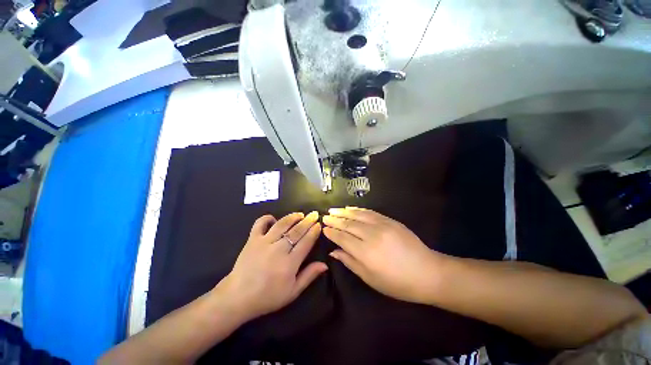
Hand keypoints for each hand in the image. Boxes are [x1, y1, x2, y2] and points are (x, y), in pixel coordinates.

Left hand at [216, 212, 327, 321]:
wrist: (238, 297)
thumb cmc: (268, 297)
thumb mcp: (292, 292)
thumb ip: (309, 276)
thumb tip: (325, 264)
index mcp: (290, 263)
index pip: (306, 242)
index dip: (314, 232)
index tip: (319, 224)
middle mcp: (278, 249)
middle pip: (296, 231)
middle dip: (307, 221)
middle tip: (314, 214)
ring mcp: (264, 242)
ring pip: (282, 224)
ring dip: (292, 217)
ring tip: (300, 214)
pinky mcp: (252, 239)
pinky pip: (260, 223)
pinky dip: (267, 218)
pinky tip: (274, 219)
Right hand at [323, 207, 442, 303]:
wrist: (428, 272)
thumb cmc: (397, 283)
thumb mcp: (370, 279)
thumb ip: (350, 262)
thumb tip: (334, 251)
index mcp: (366, 253)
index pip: (342, 238)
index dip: (332, 233)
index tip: (323, 228)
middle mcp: (371, 235)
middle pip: (348, 224)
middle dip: (334, 220)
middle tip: (324, 216)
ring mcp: (382, 225)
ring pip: (357, 215)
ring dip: (343, 212)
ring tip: (333, 210)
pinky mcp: (390, 220)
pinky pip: (370, 212)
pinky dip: (358, 209)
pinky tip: (350, 208)